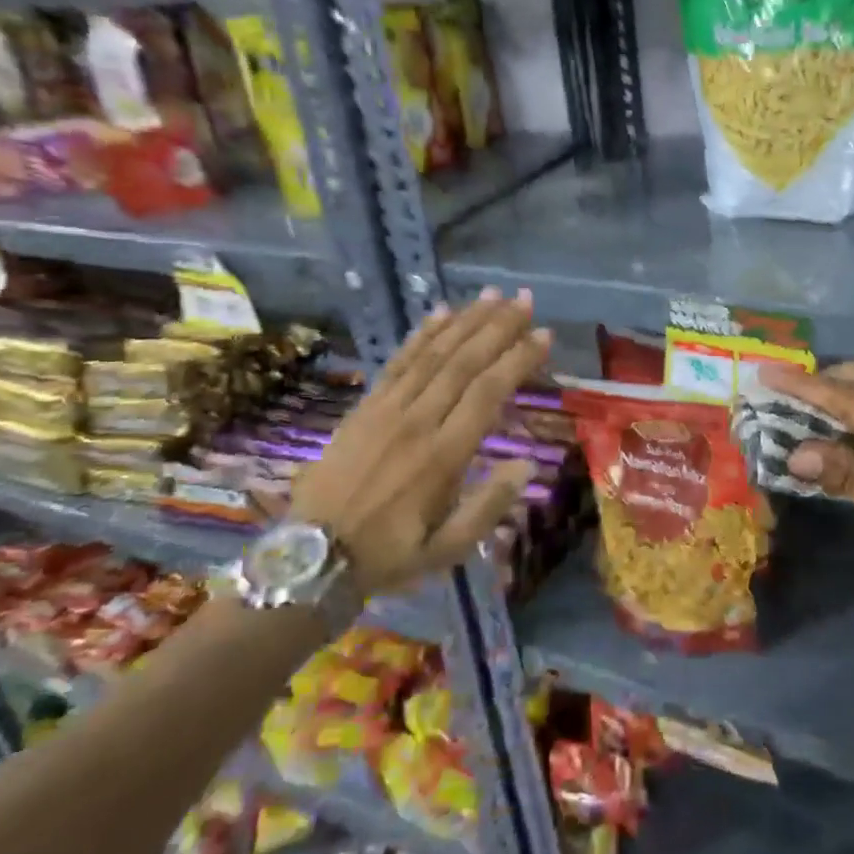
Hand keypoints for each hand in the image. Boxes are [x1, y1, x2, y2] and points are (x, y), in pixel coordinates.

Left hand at [290, 290, 551, 596]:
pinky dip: (421, 335)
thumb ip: (488, 507)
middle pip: (464, 363)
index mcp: (442, 457)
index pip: (487, 394)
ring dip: (465, 322)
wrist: (310, 557)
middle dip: (498, 328)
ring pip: (433, 355)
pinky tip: (441, 313)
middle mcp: (417, 423)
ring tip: (493, 296)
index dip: (517, 360)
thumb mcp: (446, 551)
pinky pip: (397, 362)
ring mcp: (387, 410)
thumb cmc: (388, 555)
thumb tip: (526, 463)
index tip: (543, 335)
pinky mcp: (365, 407)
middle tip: (525, 300)